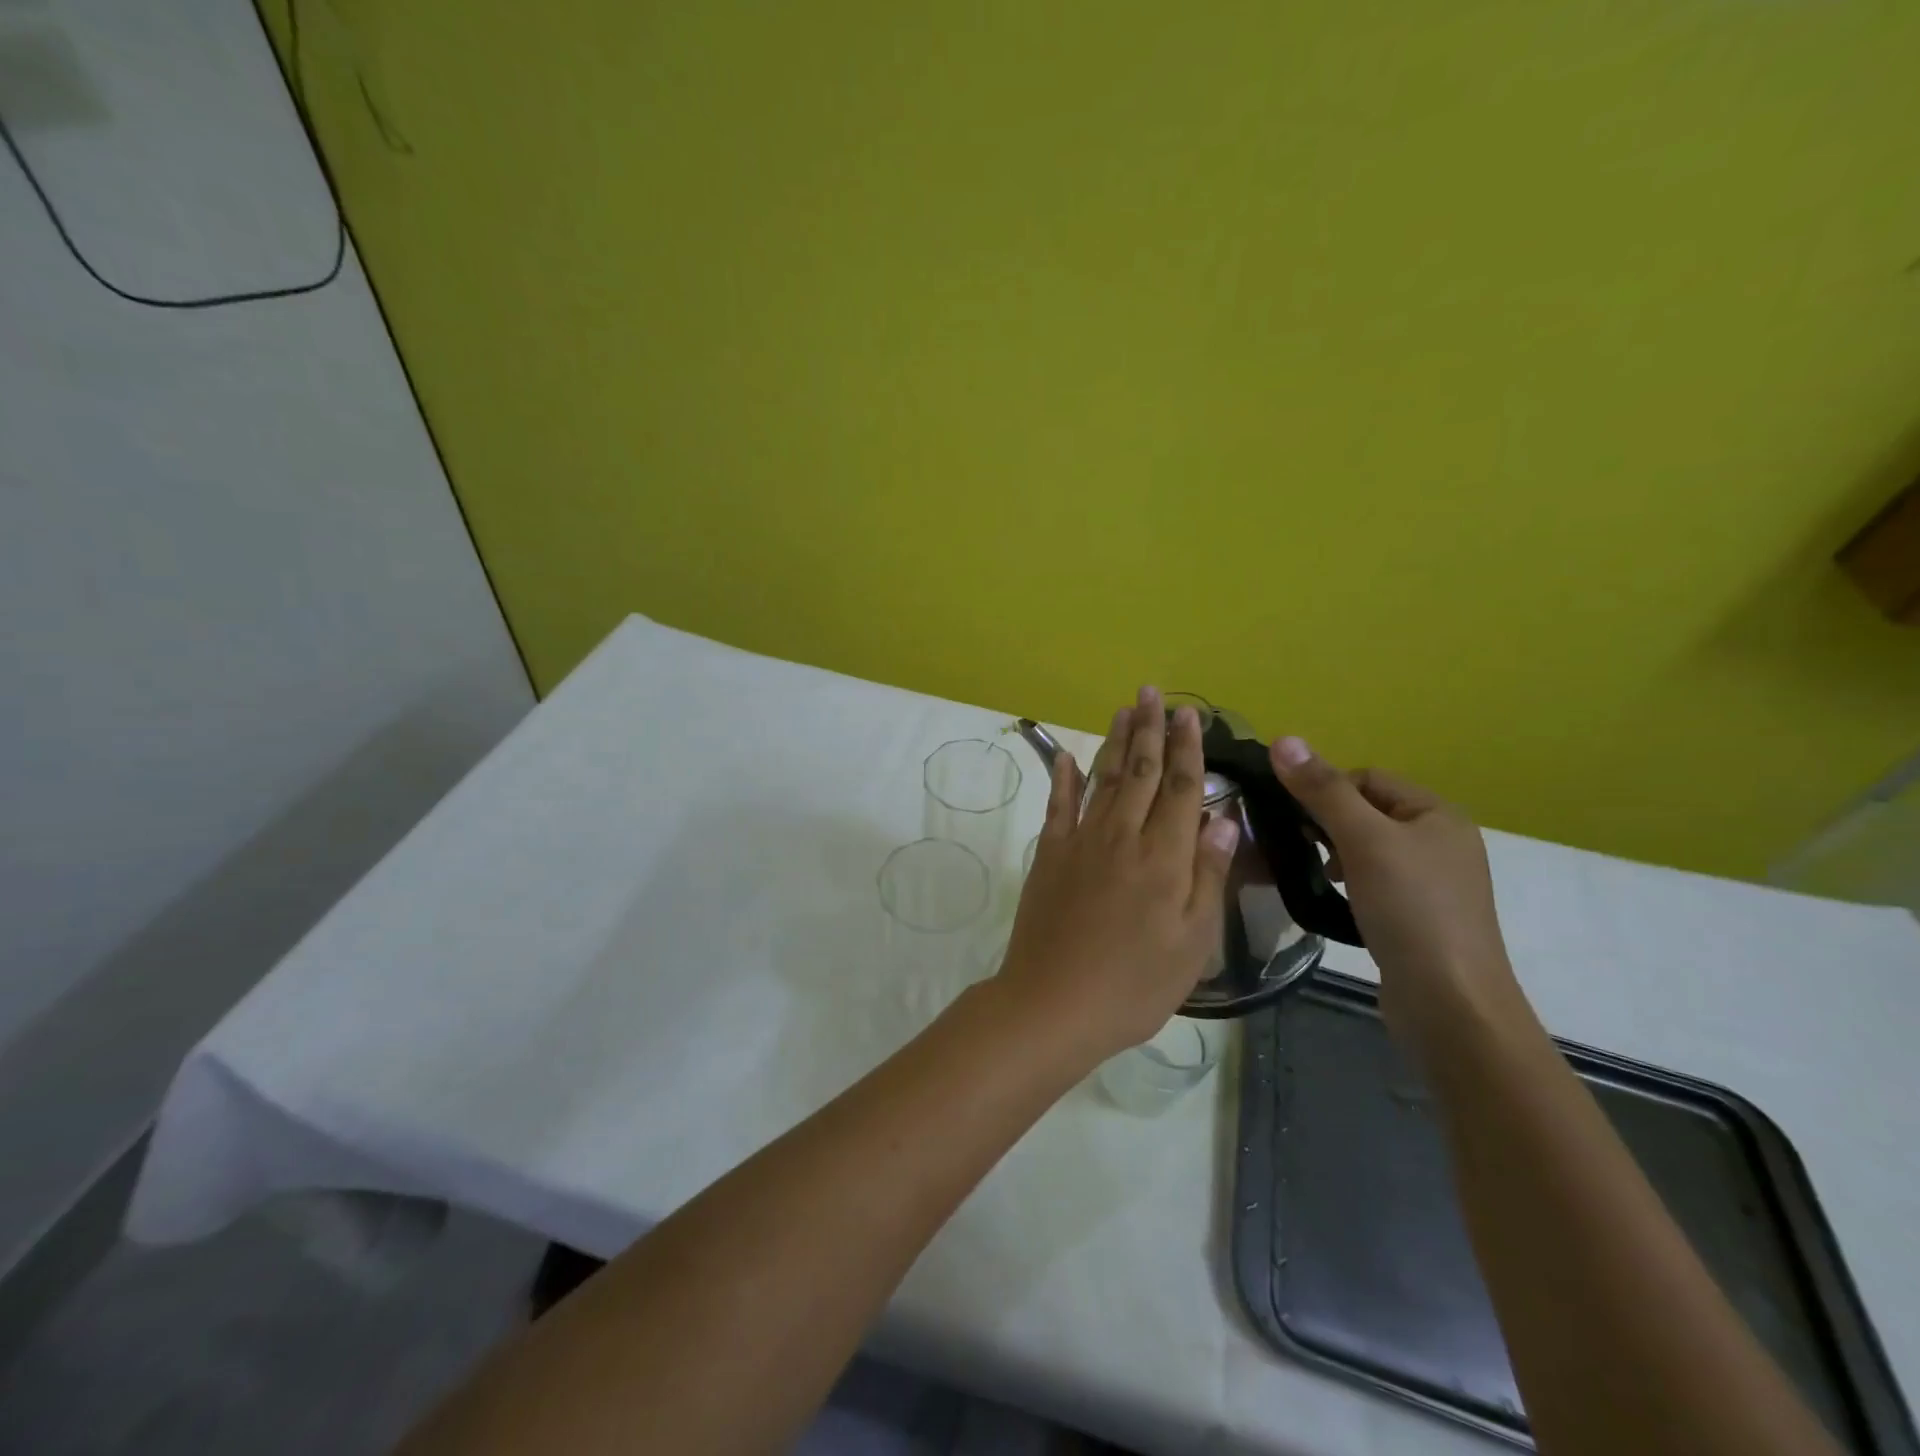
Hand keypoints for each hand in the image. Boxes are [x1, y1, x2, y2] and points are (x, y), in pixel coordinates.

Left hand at [996, 687, 1240, 1065]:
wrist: (1054, 1002)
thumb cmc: (1135, 983)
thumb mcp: (1192, 941)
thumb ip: (1207, 874)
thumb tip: (1224, 817)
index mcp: (1164, 857)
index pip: (1182, 788)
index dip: (1187, 748)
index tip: (1189, 714)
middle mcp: (1123, 836)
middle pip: (1141, 772)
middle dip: (1150, 730)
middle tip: (1151, 693)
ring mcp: (1081, 841)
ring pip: (1104, 778)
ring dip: (1115, 742)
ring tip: (1123, 710)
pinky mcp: (1049, 854)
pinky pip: (1058, 805)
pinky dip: (1062, 776)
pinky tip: (1065, 754)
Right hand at [1268, 737, 1523, 1040]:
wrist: (1451, 1003)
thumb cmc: (1411, 909)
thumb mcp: (1363, 840)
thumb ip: (1322, 790)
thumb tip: (1282, 739)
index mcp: (1438, 814)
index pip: (1368, 778)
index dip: (1326, 790)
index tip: (1294, 818)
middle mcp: (1442, 841)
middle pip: (1368, 812)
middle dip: (1328, 823)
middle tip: (1299, 846)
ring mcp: (1434, 883)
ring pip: (1368, 848)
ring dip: (1335, 854)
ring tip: (1317, 875)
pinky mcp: (1421, 917)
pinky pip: (1376, 881)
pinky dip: (1350, 883)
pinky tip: (1336, 901)